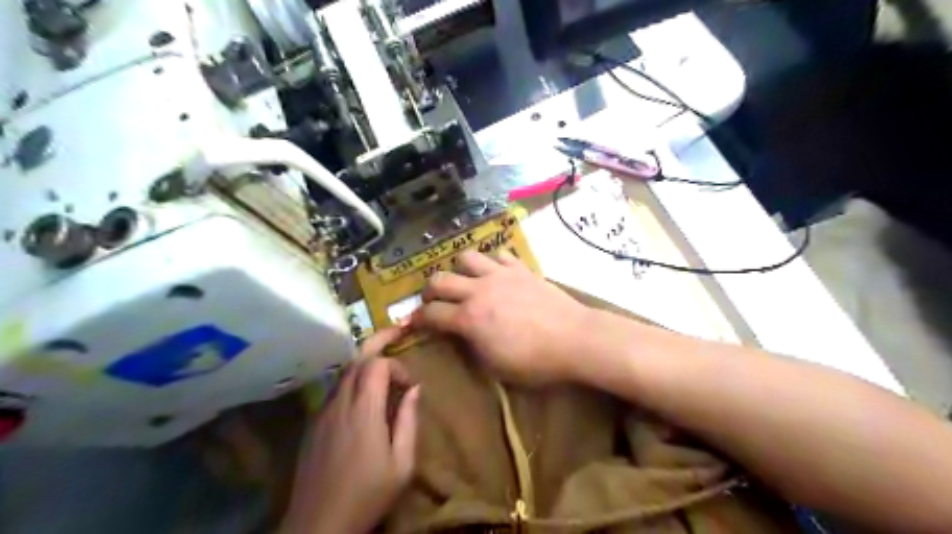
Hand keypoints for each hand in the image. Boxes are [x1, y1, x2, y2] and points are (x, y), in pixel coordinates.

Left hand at [280, 330, 417, 533]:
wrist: (318, 524)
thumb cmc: (367, 494)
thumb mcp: (402, 464)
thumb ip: (409, 421)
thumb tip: (414, 389)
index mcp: (363, 411)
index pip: (376, 365)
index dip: (396, 366)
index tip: (409, 386)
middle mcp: (340, 403)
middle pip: (356, 358)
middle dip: (378, 340)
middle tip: (397, 330)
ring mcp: (323, 412)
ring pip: (344, 372)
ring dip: (365, 362)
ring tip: (384, 363)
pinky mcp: (314, 423)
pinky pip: (335, 389)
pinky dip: (353, 380)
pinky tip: (364, 395)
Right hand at [414, 251, 592, 382]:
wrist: (574, 339)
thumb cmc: (535, 362)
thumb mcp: (496, 367)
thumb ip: (471, 347)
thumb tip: (461, 334)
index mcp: (469, 319)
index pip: (430, 314)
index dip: (417, 320)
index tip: (414, 323)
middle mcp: (478, 291)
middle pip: (439, 279)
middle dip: (430, 291)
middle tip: (435, 301)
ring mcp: (500, 275)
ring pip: (466, 257)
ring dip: (460, 269)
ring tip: (467, 281)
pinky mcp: (520, 268)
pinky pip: (499, 255)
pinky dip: (493, 263)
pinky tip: (497, 274)